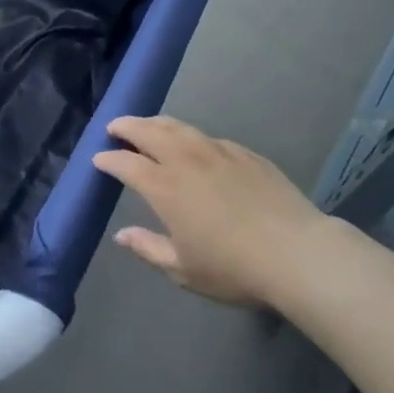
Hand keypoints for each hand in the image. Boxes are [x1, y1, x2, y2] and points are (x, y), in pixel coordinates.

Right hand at [92, 115, 322, 306]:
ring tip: (147, 126)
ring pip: (179, 127)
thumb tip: (122, 234)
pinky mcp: (244, 152)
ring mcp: (217, 151)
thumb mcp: (183, 269)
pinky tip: (194, 145)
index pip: (126, 163)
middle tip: (114, 128)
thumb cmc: (233, 267)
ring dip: (156, 123)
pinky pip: (207, 137)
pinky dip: (190, 136)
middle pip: (149, 131)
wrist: (295, 252)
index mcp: (164, 187)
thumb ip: (148, 248)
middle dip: (127, 127)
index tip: (98, 159)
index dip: (109, 160)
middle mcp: (186, 159)